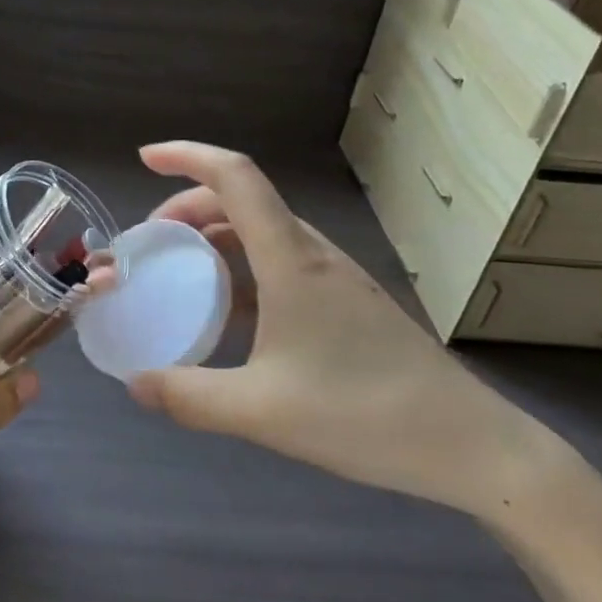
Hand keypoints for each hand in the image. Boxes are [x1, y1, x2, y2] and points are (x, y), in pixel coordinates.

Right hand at [125, 142, 550, 516]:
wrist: (468, 445)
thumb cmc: (364, 416)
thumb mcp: (261, 413)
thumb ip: (189, 397)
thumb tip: (134, 384)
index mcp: (290, 260)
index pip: (235, 178)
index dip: (187, 157)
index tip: (145, 160)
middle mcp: (312, 254)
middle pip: (242, 200)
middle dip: (188, 207)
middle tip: (152, 243)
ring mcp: (334, 277)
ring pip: (262, 232)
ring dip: (215, 238)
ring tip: (182, 274)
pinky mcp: (346, 303)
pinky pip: (280, 263)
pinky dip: (242, 269)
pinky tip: (230, 316)